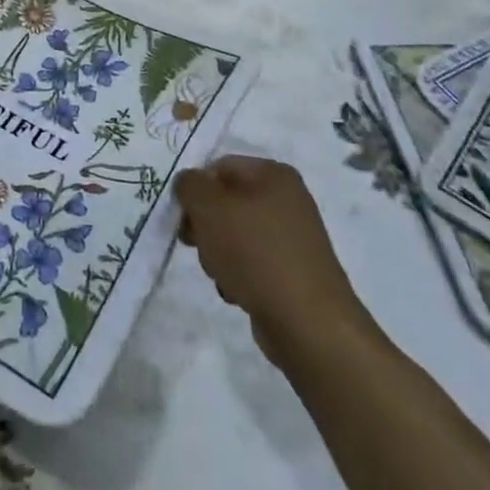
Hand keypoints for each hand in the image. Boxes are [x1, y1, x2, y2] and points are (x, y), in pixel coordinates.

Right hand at [175, 156, 367, 363]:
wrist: (307, 322)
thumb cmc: (254, 252)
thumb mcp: (208, 207)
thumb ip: (189, 185)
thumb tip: (188, 183)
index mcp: (274, 174)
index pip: (219, 167)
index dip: (195, 189)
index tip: (182, 216)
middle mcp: (288, 200)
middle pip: (226, 202)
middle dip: (205, 225)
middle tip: (194, 244)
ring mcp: (293, 238)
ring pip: (235, 235)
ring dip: (218, 253)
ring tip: (222, 274)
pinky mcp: (292, 272)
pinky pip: (252, 263)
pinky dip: (238, 275)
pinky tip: (238, 292)